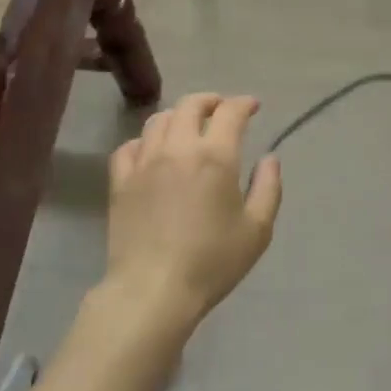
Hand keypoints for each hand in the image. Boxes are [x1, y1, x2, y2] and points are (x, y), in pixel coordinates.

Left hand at [102, 93, 281, 333]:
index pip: (230, 112)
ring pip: (158, 120)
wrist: (153, 289)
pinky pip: (129, 147)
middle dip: (210, 101)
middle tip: (220, 110)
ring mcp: (144, 162)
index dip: (244, 103)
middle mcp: (178, 148)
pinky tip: (151, 152)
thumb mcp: (257, 230)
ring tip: (187, 127)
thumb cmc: (212, 262)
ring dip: (177, 116)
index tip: (253, 107)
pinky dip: (144, 141)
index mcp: (215, 156)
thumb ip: (268, 188)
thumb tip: (269, 158)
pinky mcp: (120, 181)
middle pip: (190, 105)